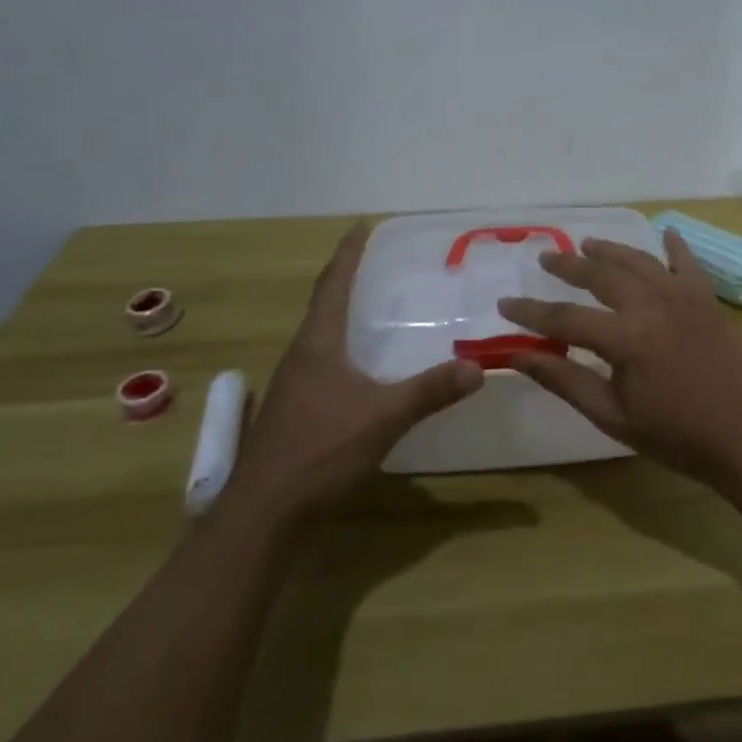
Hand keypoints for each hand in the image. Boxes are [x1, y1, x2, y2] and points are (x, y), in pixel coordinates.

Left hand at [225, 224, 483, 527]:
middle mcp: (300, 357)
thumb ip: (431, 390)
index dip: (348, 254)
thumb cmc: (319, 452)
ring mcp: (293, 386)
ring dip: (342, 315)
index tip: (361, 226)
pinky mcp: (294, 412)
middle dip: (346, 279)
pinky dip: (343, 349)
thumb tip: (478, 367)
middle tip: (377, 264)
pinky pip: (322, 363)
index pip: (333, 285)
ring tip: (373, 308)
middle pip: (323, 306)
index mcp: (317, 345)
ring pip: (320, 337)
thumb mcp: (383, 418)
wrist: (263, 515)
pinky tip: (362, 368)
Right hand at [497, 230, 741, 482]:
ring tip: (587, 243)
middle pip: (600, 274)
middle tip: (545, 258)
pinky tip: (665, 232)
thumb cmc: (676, 434)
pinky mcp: (705, 298)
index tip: (505, 304)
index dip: (530, 312)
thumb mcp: (612, 416)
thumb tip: (517, 355)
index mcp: (624, 337)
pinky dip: (674, 245)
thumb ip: (564, 380)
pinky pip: (686, 262)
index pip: (564, 318)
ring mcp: (681, 296)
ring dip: (611, 250)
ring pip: (638, 260)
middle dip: (568, 266)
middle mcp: (650, 304)